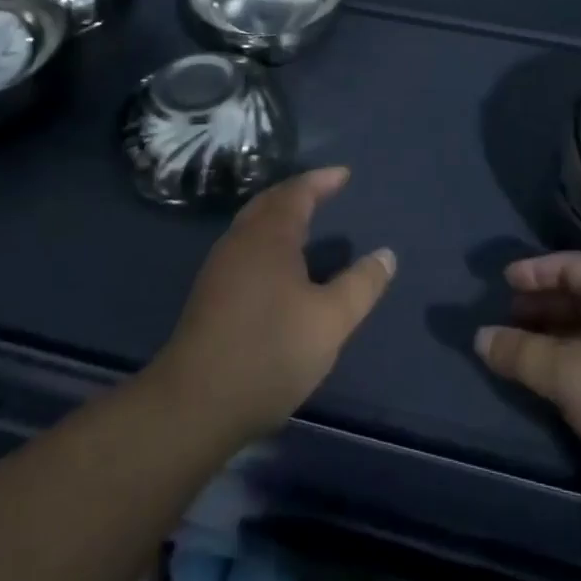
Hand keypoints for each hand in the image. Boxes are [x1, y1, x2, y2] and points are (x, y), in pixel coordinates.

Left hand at [148, 167, 395, 443]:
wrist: (193, 406)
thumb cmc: (269, 352)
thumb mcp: (331, 321)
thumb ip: (361, 285)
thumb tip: (387, 254)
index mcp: (269, 236)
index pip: (297, 192)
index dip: (322, 180)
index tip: (344, 174)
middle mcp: (240, 241)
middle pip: (269, 201)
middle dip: (298, 191)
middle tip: (324, 190)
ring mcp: (219, 268)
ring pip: (252, 224)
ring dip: (279, 214)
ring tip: (305, 221)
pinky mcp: (209, 295)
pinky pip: (244, 246)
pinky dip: (267, 238)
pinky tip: (278, 265)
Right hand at [475, 252, 580, 501]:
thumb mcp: (570, 375)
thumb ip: (522, 354)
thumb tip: (481, 337)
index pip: (572, 265)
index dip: (536, 272)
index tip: (504, 281)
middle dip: (546, 305)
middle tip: (511, 318)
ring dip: (563, 335)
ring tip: (531, 352)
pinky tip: (568, 382)